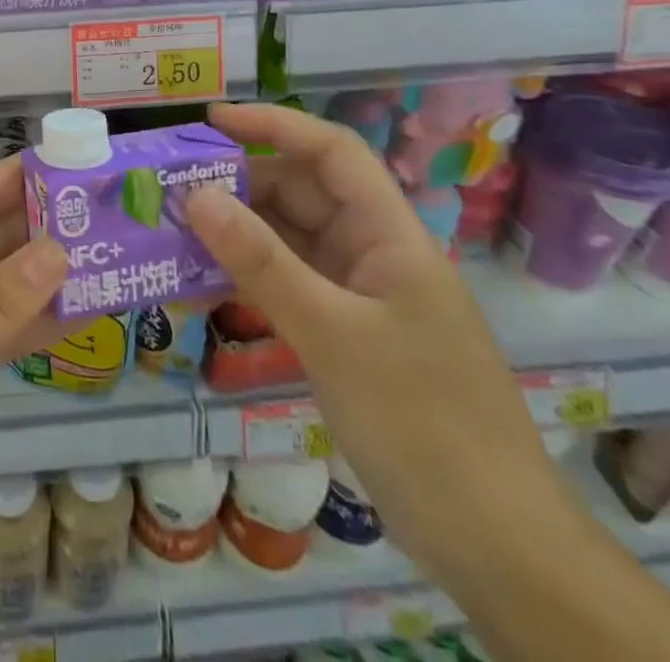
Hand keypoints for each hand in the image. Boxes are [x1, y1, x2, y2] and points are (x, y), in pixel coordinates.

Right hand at [185, 103, 561, 589]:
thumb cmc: (423, 423)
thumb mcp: (333, 335)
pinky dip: (249, 275)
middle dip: (241, 182)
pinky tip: (204, 280)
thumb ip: (261, 262)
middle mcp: (375, 254)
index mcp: (391, 236)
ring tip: (175, 227)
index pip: (332, 152)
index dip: (274, 126)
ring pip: (292, 240)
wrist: (497, 547)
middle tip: (172, 185)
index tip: (211, 123)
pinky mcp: (347, 336)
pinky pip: (290, 284)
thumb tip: (194, 195)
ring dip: (239, 231)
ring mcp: (361, 297)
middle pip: (305, 194)